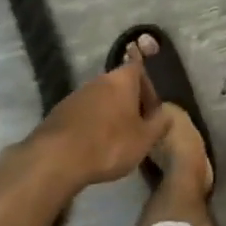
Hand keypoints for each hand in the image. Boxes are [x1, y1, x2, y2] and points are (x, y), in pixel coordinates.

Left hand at [29, 59, 169, 191]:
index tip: (152, 109)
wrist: (57, 157)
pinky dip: (93, 124)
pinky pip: (85, 113)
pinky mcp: (61, 112)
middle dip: (131, 103)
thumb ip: (159, 125)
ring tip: (117, 140)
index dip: (148, 86)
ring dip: (112, 114)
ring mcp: (77, 94)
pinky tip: (94, 146)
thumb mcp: (144, 139)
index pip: (139, 68)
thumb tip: (167, 114)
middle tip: (138, 127)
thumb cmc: (109, 144)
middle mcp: (99, 80)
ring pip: (102, 99)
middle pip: (120, 85)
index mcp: (122, 79)